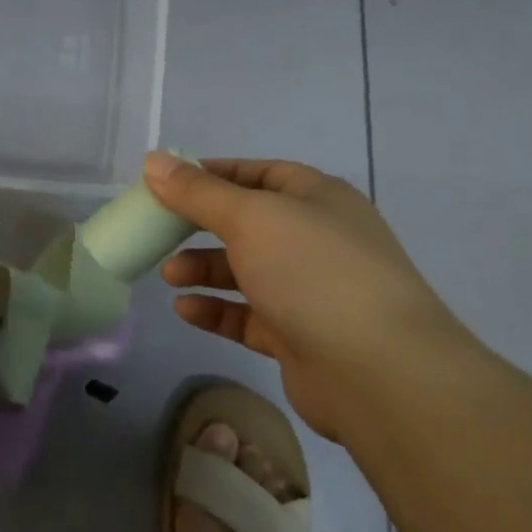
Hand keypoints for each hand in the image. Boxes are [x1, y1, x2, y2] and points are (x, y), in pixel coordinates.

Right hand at [144, 152, 474, 441]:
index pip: (258, 173)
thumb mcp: (251, 218)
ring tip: (168, 275)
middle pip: (249, 223)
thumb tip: (153, 160)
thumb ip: (198, 192)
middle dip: (201, 225)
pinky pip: (250, 315)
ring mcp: (311, 289)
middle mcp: (317, 238)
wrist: (379, 370)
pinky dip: (218, 310)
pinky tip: (185, 310)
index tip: (166, 182)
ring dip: (205, 269)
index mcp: (316, 197)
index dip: (211, 174)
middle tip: (158, 231)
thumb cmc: (314, 272)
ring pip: (247, 270)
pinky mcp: (300, 335)